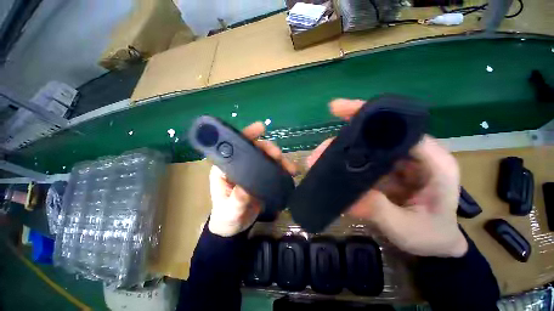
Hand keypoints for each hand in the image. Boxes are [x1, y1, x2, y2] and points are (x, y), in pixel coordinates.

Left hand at [208, 122, 296, 236]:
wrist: (236, 226)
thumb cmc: (227, 215)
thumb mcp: (229, 209)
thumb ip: (236, 200)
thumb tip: (247, 189)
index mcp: (226, 168)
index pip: (235, 146)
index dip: (247, 135)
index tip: (261, 128)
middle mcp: (240, 165)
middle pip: (255, 149)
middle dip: (268, 148)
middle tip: (278, 155)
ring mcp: (252, 170)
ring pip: (266, 157)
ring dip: (279, 158)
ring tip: (290, 167)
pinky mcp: (262, 177)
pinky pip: (273, 168)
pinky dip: (282, 168)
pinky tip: (290, 171)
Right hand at [307, 99, 467, 257]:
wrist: (434, 246)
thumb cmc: (432, 238)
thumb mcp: (407, 228)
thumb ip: (379, 210)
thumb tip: (347, 197)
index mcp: (432, 162)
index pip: (401, 129)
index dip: (370, 115)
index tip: (338, 109)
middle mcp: (414, 155)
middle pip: (378, 135)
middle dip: (346, 136)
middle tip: (321, 148)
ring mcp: (397, 163)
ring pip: (366, 147)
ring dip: (341, 150)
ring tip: (318, 159)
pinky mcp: (385, 171)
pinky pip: (363, 160)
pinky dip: (345, 161)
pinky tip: (329, 166)